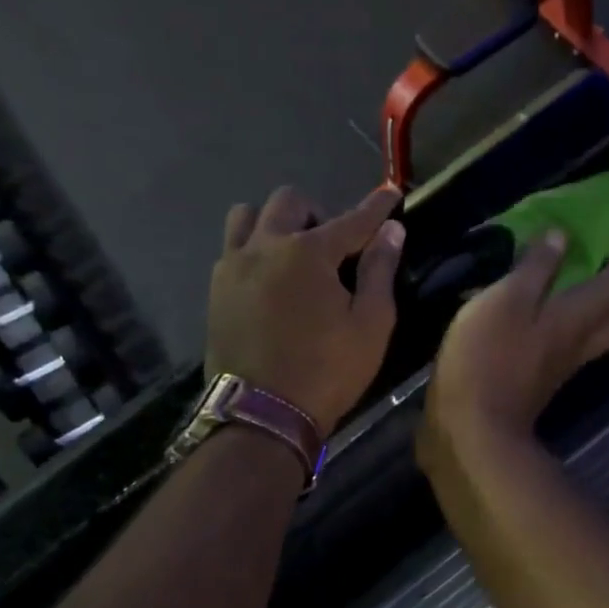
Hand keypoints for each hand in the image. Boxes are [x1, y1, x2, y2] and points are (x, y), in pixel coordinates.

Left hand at [206, 186, 405, 430]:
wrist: (263, 414)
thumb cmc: (327, 372)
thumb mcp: (370, 326)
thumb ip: (380, 272)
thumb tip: (390, 231)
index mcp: (308, 252)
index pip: (352, 219)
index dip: (376, 207)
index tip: (391, 193)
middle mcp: (265, 245)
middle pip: (290, 202)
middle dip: (318, 213)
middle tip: (334, 248)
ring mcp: (233, 265)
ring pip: (249, 216)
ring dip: (275, 223)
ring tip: (292, 255)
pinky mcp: (216, 289)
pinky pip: (232, 248)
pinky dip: (254, 249)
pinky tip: (269, 279)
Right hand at [422, 227, 608, 456]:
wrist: (472, 428)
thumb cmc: (489, 357)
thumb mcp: (507, 300)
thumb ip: (536, 268)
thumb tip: (562, 237)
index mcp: (577, 317)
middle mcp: (577, 343)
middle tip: (597, 262)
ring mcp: (558, 366)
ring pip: (590, 334)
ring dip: (588, 307)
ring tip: (562, 282)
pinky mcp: (537, 380)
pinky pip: (562, 345)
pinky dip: (558, 324)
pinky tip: (530, 313)